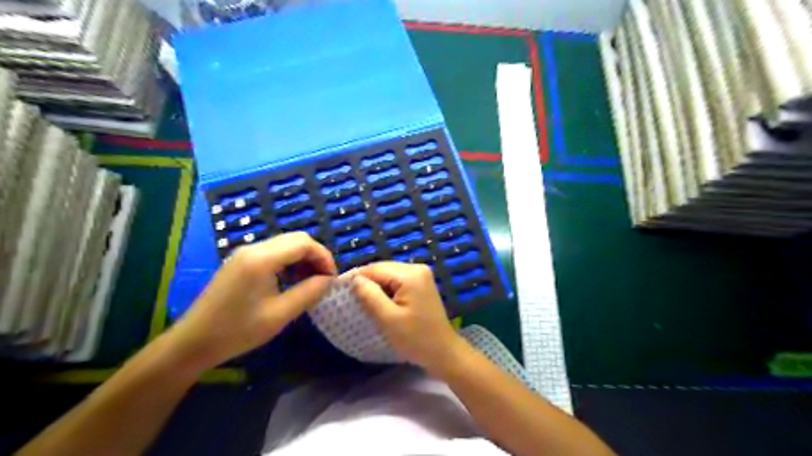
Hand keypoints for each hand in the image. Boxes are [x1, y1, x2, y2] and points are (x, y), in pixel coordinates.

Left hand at [168, 233, 336, 371]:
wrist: (193, 343)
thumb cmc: (237, 331)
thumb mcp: (280, 314)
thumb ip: (309, 292)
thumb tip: (329, 280)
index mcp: (262, 259)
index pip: (304, 243)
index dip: (324, 257)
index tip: (332, 278)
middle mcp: (253, 248)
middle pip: (296, 239)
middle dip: (315, 256)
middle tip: (324, 279)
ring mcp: (245, 253)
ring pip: (285, 244)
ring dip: (303, 258)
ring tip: (310, 281)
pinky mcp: (241, 261)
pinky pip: (273, 252)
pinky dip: (289, 261)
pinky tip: (291, 280)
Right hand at [353, 262, 465, 371]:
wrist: (443, 352)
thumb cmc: (416, 338)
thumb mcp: (388, 319)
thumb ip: (370, 296)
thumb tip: (355, 279)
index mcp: (410, 274)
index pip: (376, 269)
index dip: (355, 276)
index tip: (337, 286)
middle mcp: (417, 268)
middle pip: (383, 269)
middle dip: (365, 280)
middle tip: (345, 293)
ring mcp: (421, 276)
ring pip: (389, 274)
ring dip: (374, 284)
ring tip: (357, 297)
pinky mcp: (421, 284)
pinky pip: (397, 281)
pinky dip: (385, 288)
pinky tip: (376, 299)